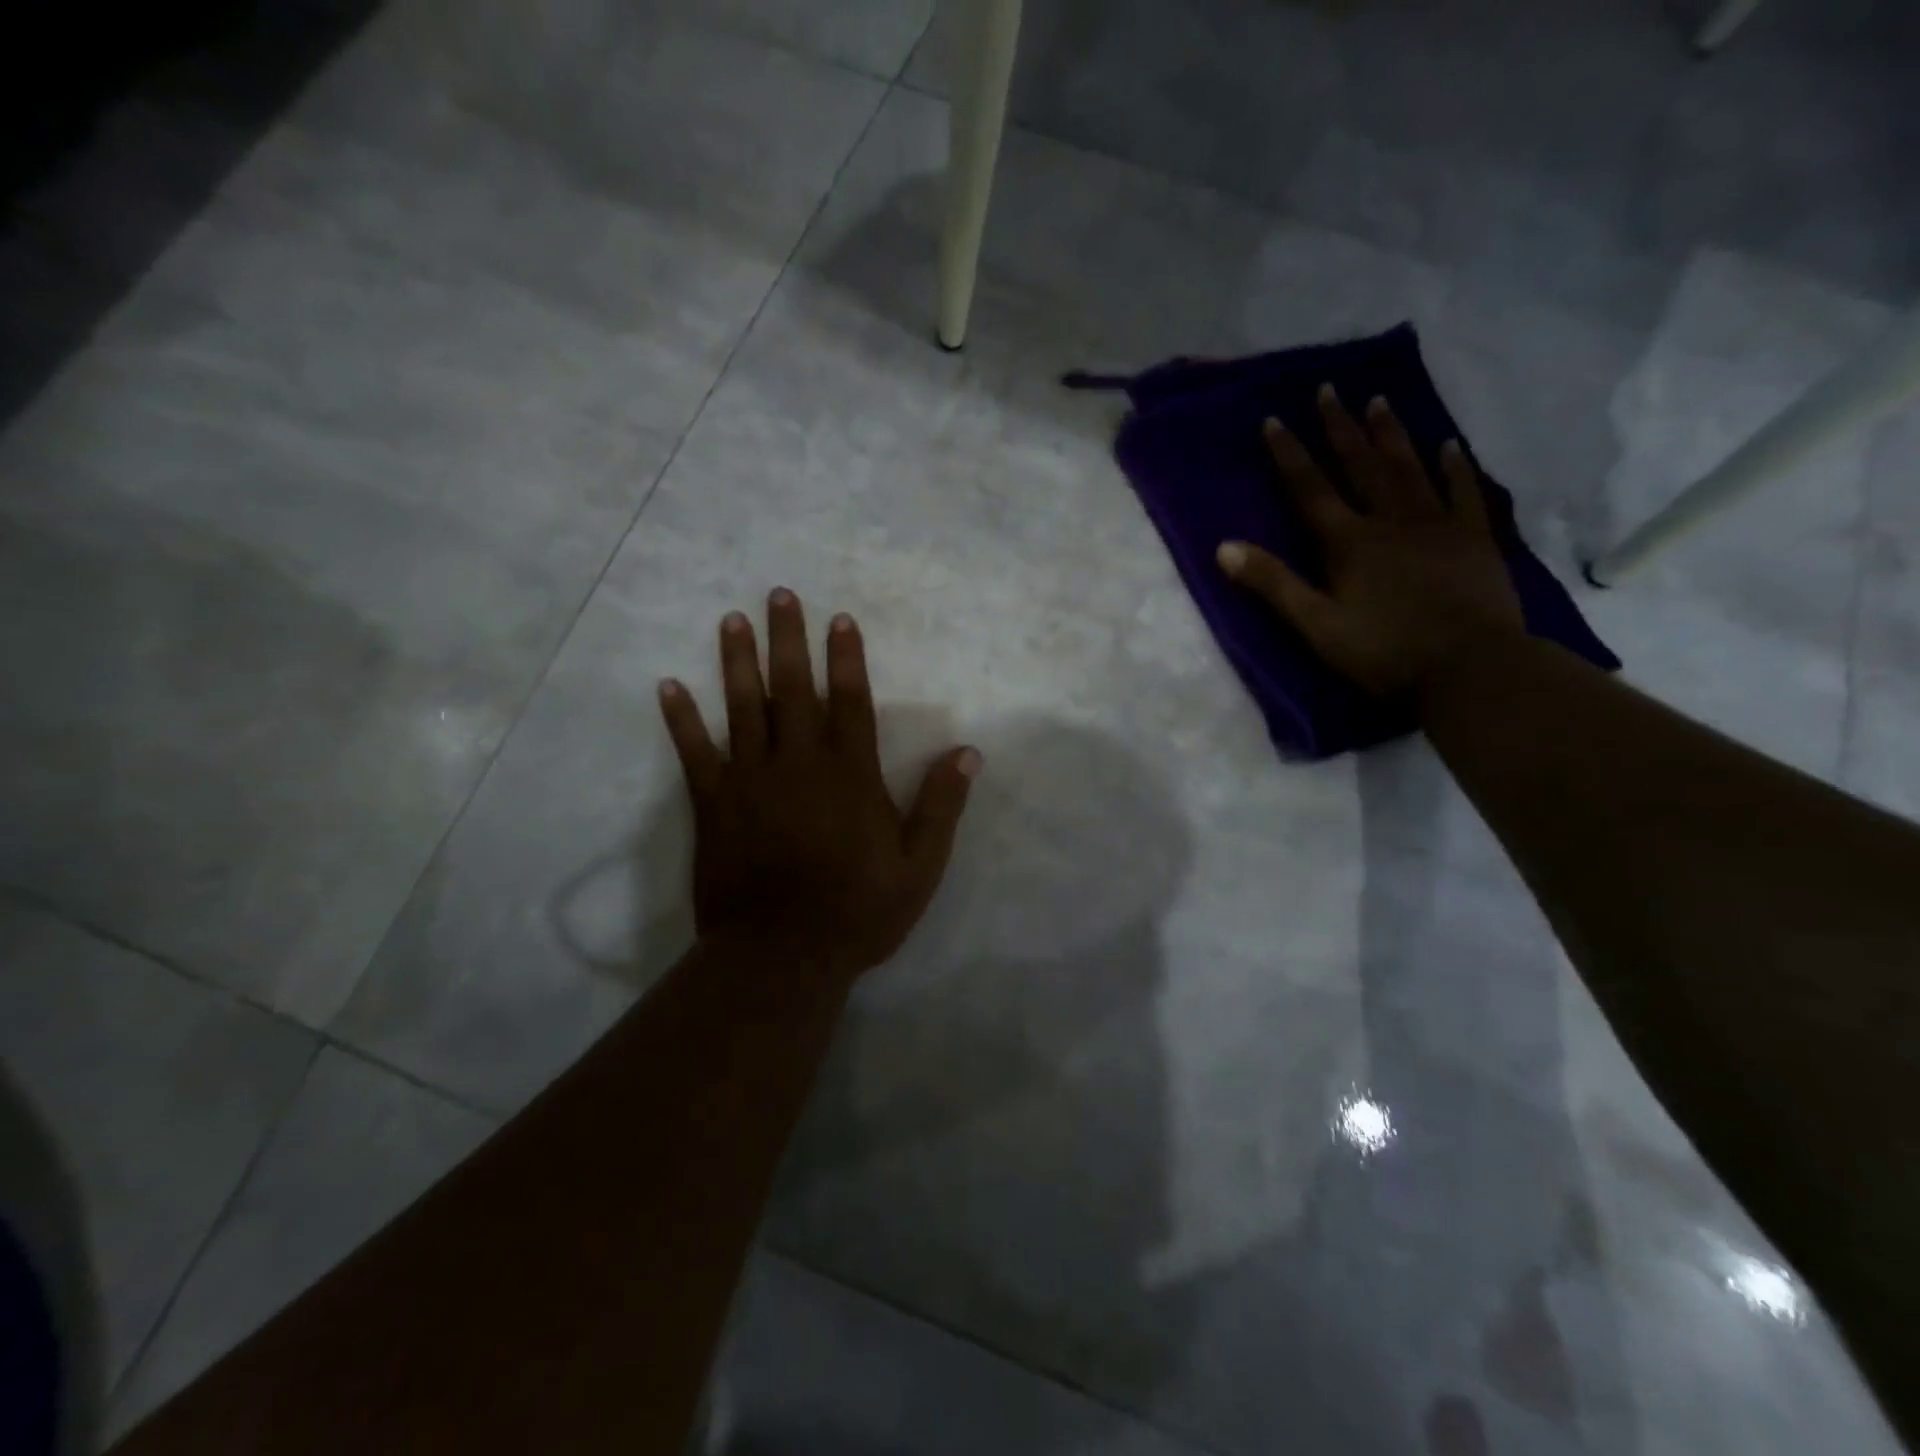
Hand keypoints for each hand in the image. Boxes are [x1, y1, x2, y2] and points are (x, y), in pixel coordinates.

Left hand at [657, 589, 980, 988]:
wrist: (782, 955)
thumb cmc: (858, 910)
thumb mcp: (919, 865)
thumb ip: (941, 805)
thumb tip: (968, 752)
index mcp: (850, 774)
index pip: (851, 701)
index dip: (847, 658)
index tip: (840, 619)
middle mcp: (799, 763)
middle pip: (794, 689)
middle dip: (789, 639)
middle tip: (779, 595)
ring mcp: (751, 780)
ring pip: (744, 707)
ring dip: (737, 661)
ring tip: (731, 620)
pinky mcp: (714, 804)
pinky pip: (694, 753)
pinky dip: (681, 719)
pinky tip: (668, 686)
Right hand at [1216, 386, 1523, 699]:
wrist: (1470, 668)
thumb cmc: (1383, 652)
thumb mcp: (1315, 625)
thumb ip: (1272, 584)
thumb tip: (1223, 547)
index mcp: (1348, 542)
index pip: (1311, 489)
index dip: (1290, 454)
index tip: (1275, 418)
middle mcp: (1390, 520)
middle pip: (1360, 465)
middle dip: (1340, 428)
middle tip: (1329, 389)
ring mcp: (1437, 525)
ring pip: (1409, 468)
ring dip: (1390, 434)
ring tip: (1378, 400)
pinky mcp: (1475, 538)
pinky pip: (1464, 490)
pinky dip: (1455, 465)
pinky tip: (1449, 443)